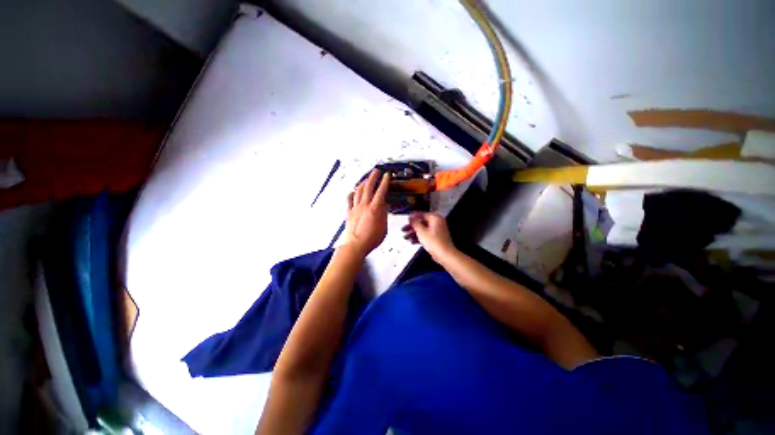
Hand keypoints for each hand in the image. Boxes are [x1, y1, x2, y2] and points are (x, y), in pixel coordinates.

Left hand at [342, 169, 390, 257]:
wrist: (355, 245)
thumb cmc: (371, 239)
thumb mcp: (383, 228)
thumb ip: (384, 215)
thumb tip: (384, 206)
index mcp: (375, 209)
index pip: (381, 191)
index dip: (385, 182)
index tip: (387, 175)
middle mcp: (364, 205)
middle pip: (368, 187)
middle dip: (373, 177)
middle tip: (376, 171)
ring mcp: (355, 208)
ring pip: (358, 191)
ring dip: (363, 183)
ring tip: (366, 179)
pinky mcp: (349, 213)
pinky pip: (349, 200)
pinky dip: (351, 194)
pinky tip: (352, 191)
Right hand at [402, 212, 457, 262]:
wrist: (444, 255)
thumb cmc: (435, 242)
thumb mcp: (421, 231)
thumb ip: (415, 223)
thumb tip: (411, 217)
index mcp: (435, 218)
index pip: (422, 214)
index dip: (413, 217)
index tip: (407, 219)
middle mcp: (437, 223)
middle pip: (422, 222)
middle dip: (412, 227)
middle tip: (404, 229)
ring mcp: (437, 231)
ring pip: (423, 230)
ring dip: (414, 233)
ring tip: (406, 237)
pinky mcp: (436, 239)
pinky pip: (426, 236)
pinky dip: (419, 237)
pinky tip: (412, 241)